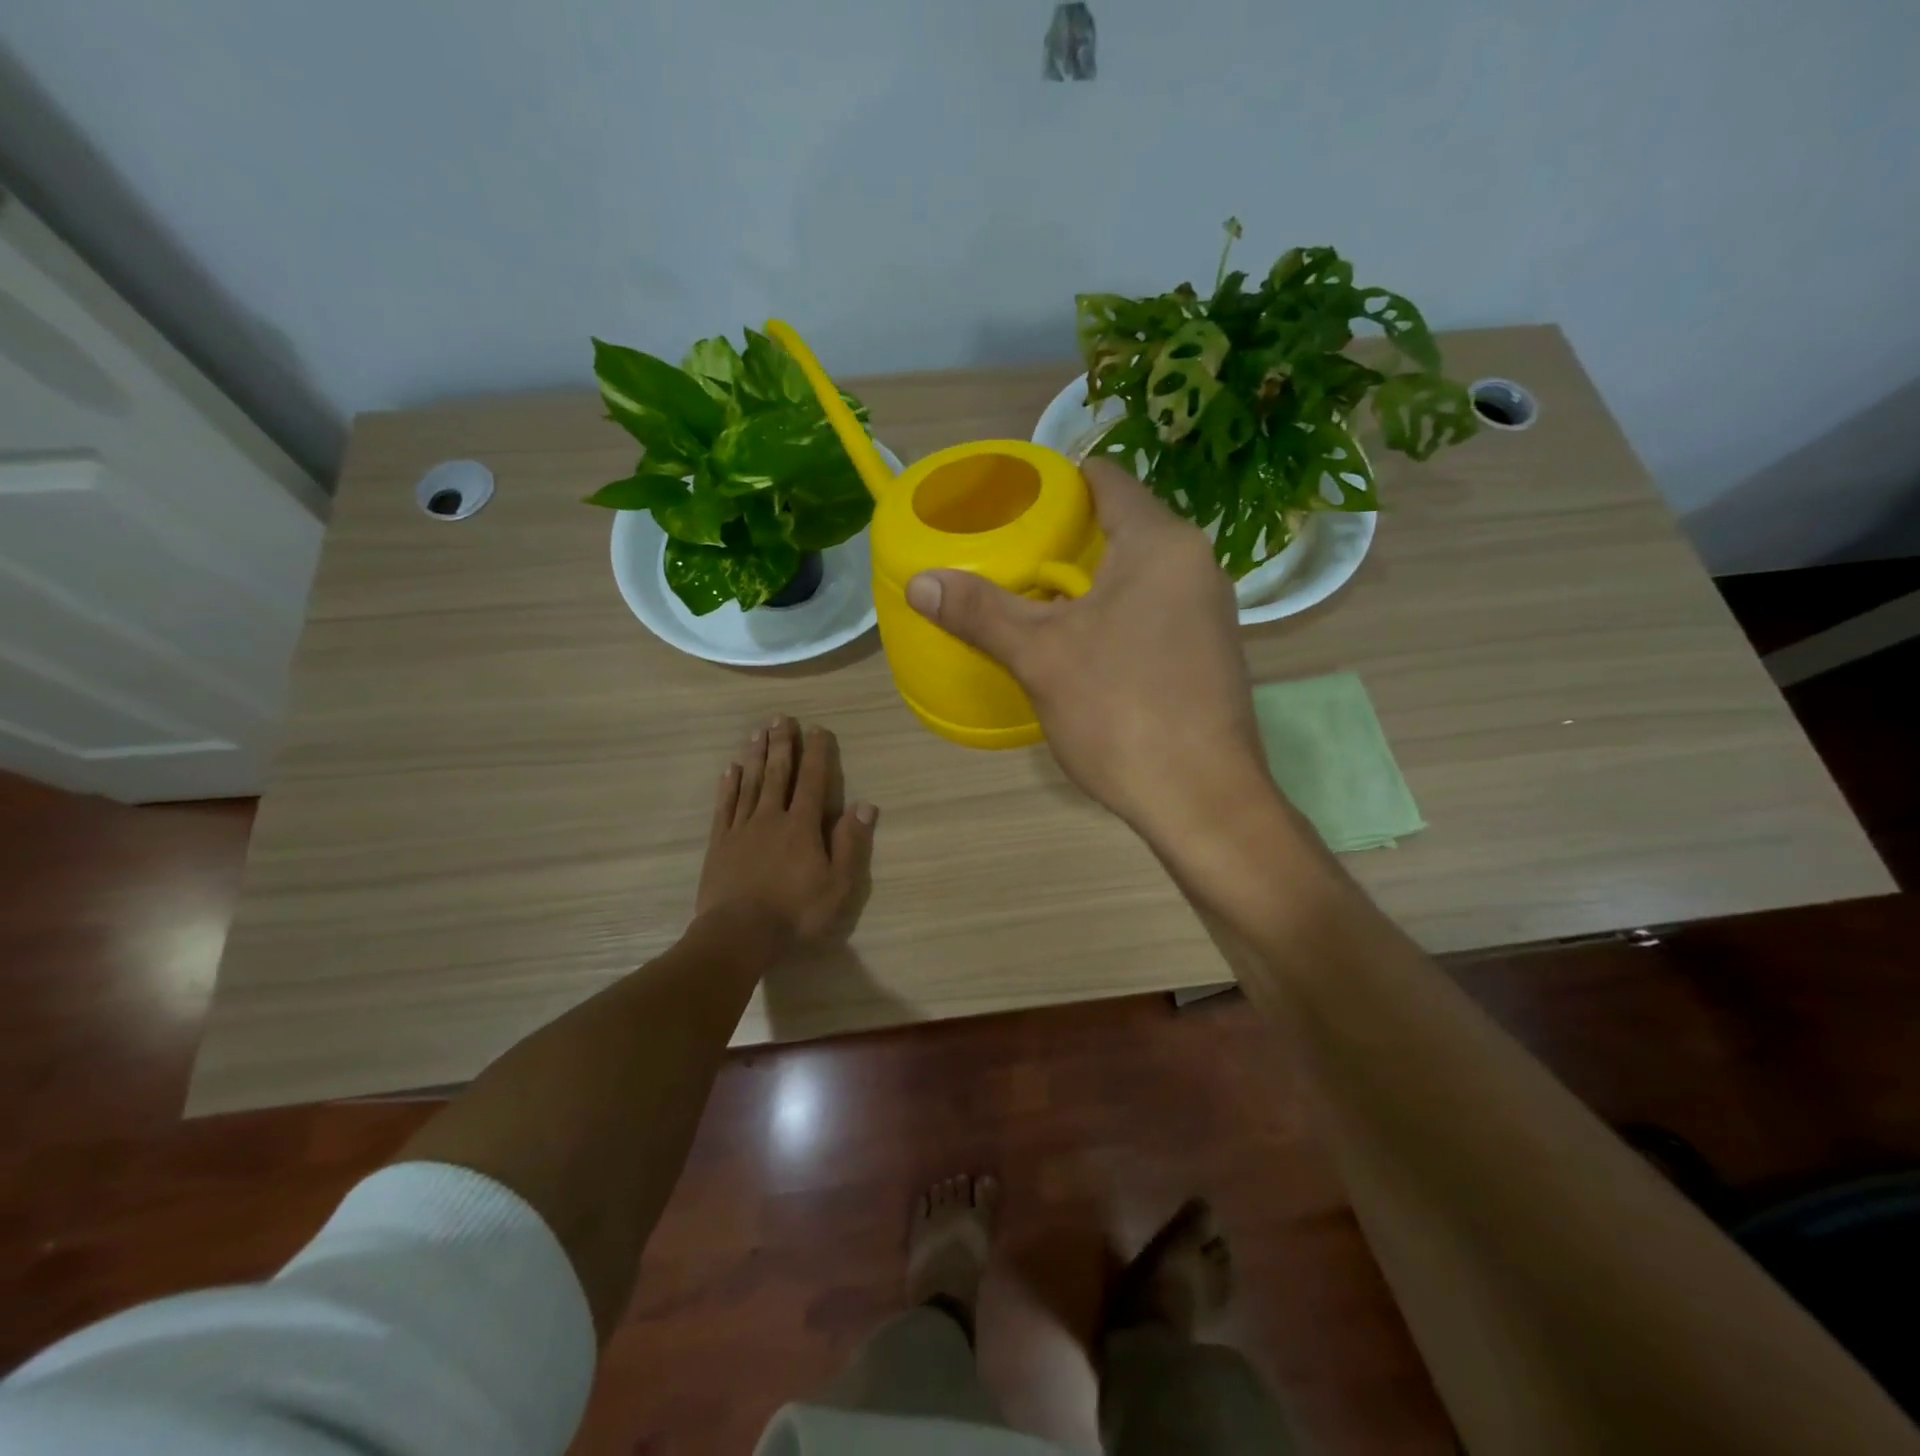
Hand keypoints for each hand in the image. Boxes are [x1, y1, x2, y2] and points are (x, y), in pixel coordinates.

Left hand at [695, 717, 876, 953]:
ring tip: (757, 732)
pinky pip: (725, 806)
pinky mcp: (719, 844)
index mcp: (802, 826)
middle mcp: (771, 818)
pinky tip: (730, 769)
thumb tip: (865, 805)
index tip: (818, 729)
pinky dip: (729, 785)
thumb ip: (850, 843)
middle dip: (782, 744)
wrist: (738, 935)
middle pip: (778, 774)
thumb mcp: (838, 885)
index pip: (812, 781)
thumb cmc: (795, 913)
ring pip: (750, 783)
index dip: (817, 753)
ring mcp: (741, 829)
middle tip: (781, 717)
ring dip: (756, 756)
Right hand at [904, 459, 1269, 842]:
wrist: (1202, 800)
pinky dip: (1115, 613)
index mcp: (1160, 543)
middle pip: (1122, 525)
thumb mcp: (1040, 657)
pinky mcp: (1209, 653)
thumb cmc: (1121, 712)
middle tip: (1010, 554)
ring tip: (1034, 598)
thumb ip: (981, 612)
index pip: (1106, 478)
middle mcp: (1195, 565)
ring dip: (1089, 580)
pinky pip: (1153, 610)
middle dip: (1065, 537)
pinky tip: (1081, 644)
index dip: (1056, 482)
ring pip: (1138, 573)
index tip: (1012, 501)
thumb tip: (920, 583)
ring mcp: (1209, 611)